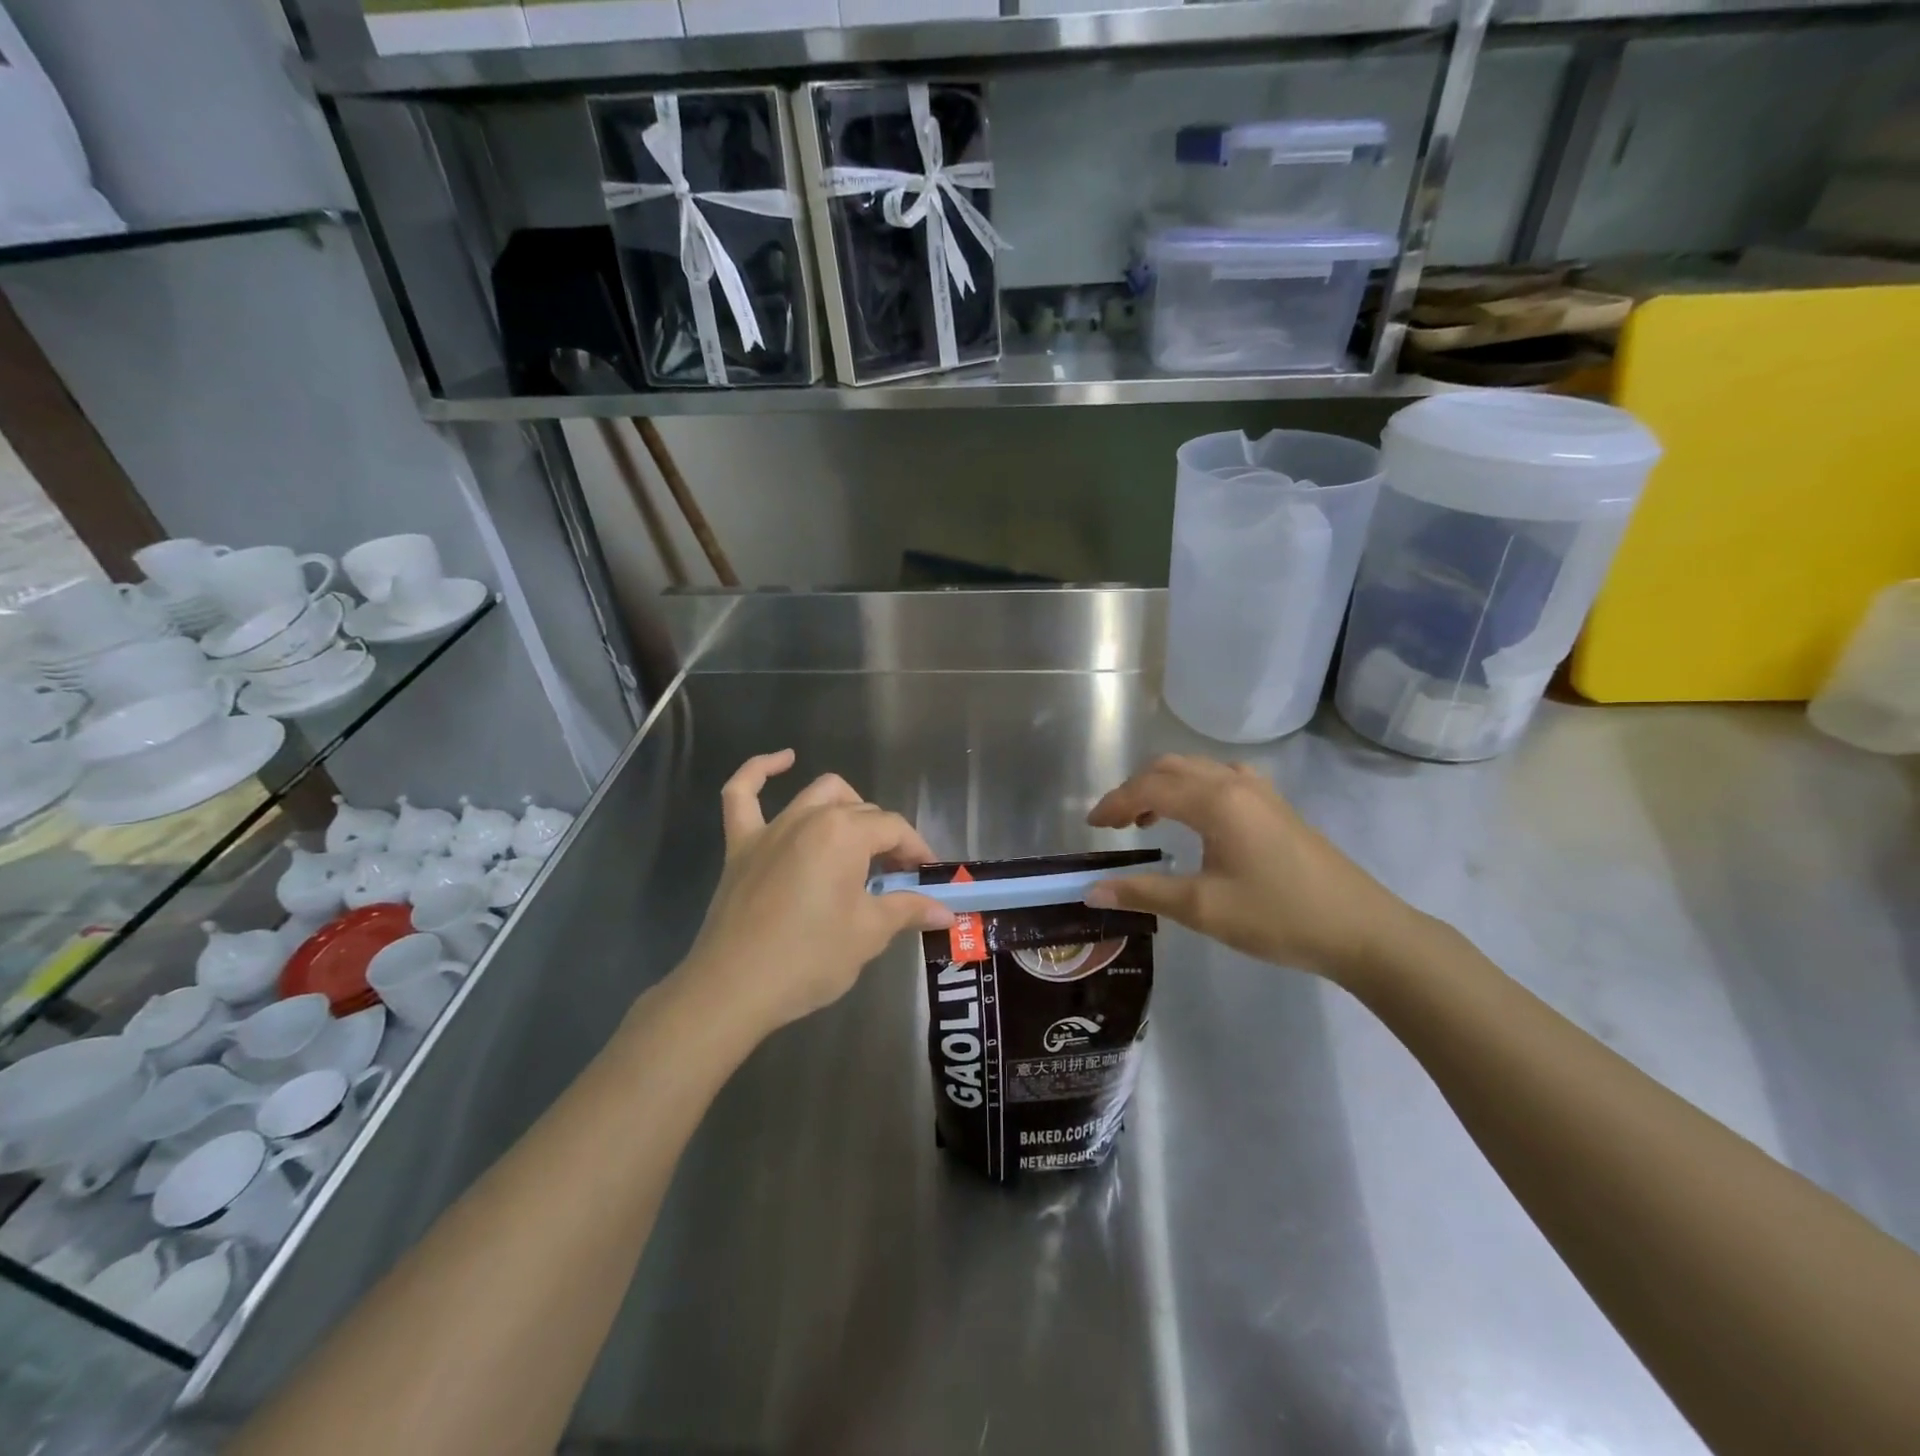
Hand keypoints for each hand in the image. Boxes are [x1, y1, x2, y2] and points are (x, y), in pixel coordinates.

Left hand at [677, 750, 953, 1042]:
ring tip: (860, 836)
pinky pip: (742, 794)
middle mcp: (810, 817)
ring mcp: (771, 828)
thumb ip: (908, 910)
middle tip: (897, 877)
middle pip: (861, 812)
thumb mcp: (868, 934)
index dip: (916, 850)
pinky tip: (782, 760)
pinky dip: (760, 771)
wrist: (733, 988)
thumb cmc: (809, 958)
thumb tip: (946, 910)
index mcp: (845, 833)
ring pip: (818, 794)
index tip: (927, 878)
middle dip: (886, 838)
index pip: (894, 829)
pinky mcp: (741, 844)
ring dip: (846, 806)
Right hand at [1085, 754, 1419, 983]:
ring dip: (1163, 785)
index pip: (1149, 788)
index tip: (1091, 826)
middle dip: (1135, 789)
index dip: (1114, 803)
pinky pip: (1220, 778)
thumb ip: (1144, 892)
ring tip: (1145, 821)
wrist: (1361, 930)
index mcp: (1216, 801)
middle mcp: (1235, 782)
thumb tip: (1092, 890)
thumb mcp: (1203, 908)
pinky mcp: (1275, 805)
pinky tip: (1194, 819)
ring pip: (1196, 769)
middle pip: (1170, 767)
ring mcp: (1260, 790)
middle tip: (1113, 823)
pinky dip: (1192, 788)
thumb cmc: (1278, 917)